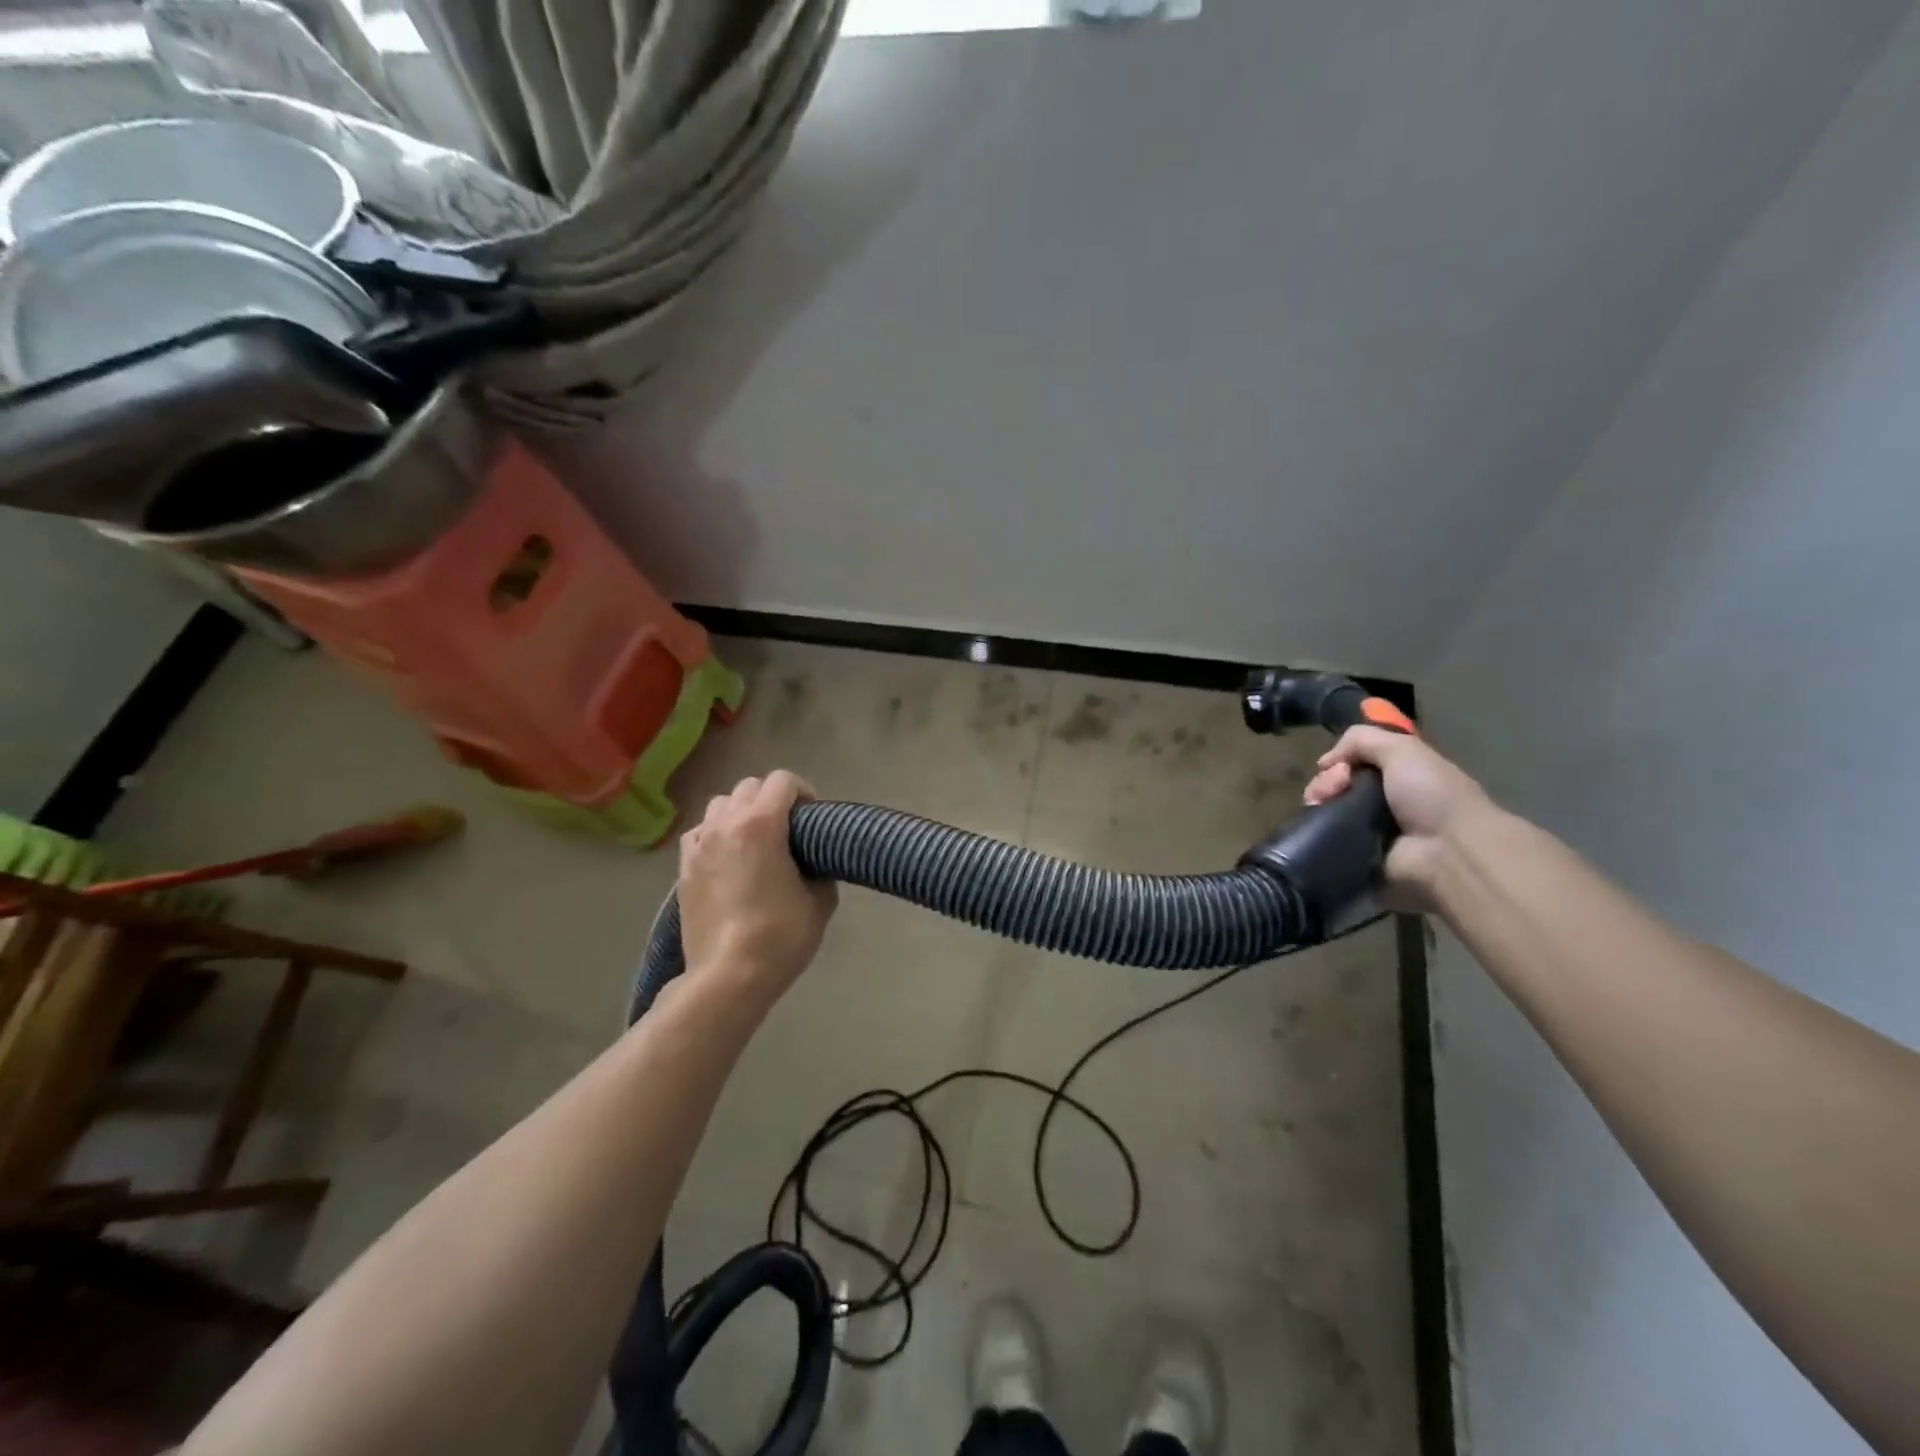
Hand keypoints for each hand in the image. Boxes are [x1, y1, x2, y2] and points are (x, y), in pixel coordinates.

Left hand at [678, 771, 837, 1008]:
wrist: (728, 976)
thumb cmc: (780, 937)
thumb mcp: (820, 901)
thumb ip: (819, 869)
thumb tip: (813, 864)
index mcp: (762, 824)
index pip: (783, 781)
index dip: (803, 792)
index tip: (812, 817)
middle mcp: (726, 824)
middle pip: (749, 786)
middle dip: (771, 798)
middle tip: (787, 828)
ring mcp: (699, 844)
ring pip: (720, 804)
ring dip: (741, 812)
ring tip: (754, 840)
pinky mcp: (683, 867)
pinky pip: (700, 832)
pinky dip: (716, 834)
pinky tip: (728, 859)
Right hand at [1302, 727, 1495, 908]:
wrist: (1450, 851)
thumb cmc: (1432, 794)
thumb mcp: (1403, 749)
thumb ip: (1362, 740)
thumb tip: (1324, 762)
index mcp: (1399, 774)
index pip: (1354, 761)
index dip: (1339, 760)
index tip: (1336, 767)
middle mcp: (1384, 799)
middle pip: (1336, 784)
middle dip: (1325, 783)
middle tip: (1327, 792)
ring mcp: (1370, 829)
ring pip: (1327, 809)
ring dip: (1318, 804)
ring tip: (1318, 808)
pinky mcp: (1360, 855)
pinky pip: (1328, 838)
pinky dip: (1319, 831)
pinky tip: (1318, 827)